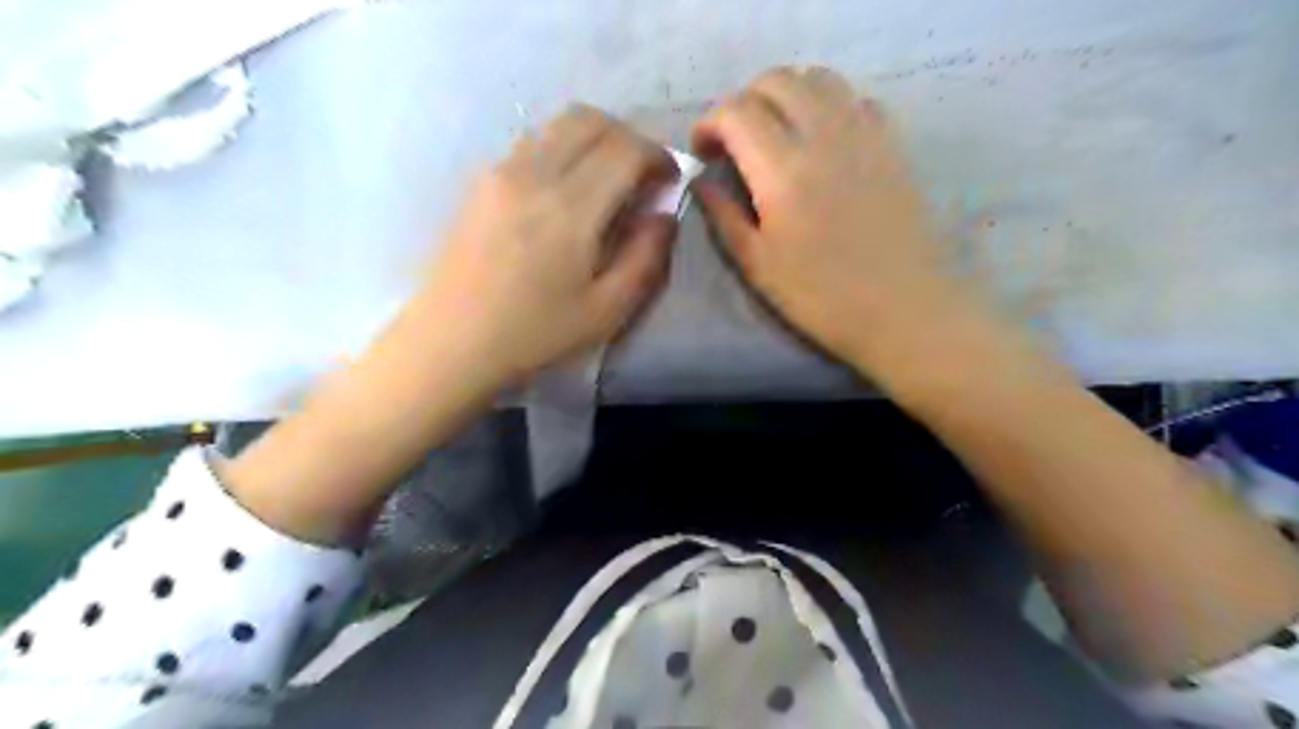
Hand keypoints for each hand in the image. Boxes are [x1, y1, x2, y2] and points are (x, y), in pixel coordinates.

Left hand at [224, 104, 680, 542]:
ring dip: (594, 139)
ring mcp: (501, 172)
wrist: (452, 343)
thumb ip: (646, 258)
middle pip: (591, 120)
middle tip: (641, 177)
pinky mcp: (480, 182)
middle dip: (628, 139)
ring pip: (558, 124)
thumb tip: (663, 216)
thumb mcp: (607, 312)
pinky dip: (562, 149)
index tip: (669, 182)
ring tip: (605, 181)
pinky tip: (564, 192)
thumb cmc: (535, 335)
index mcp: (571, 209)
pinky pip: (531, 142)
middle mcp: (534, 174)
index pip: (626, 149)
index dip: (658, 157)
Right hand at [689, 66, 985, 377]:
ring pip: (817, 78)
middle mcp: (823, 135)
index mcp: (782, 171)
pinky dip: (827, 105)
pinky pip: (855, 98)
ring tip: (774, 134)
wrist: (904, 309)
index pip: (735, 112)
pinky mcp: (891, 143)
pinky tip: (821, 140)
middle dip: (743, 103)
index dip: (709, 124)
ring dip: (785, 95)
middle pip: (775, 81)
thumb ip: (724, 216)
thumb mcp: (758, 265)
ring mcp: (864, 133)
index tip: (703, 153)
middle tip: (734, 142)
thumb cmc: (822, 298)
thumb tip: (702, 181)